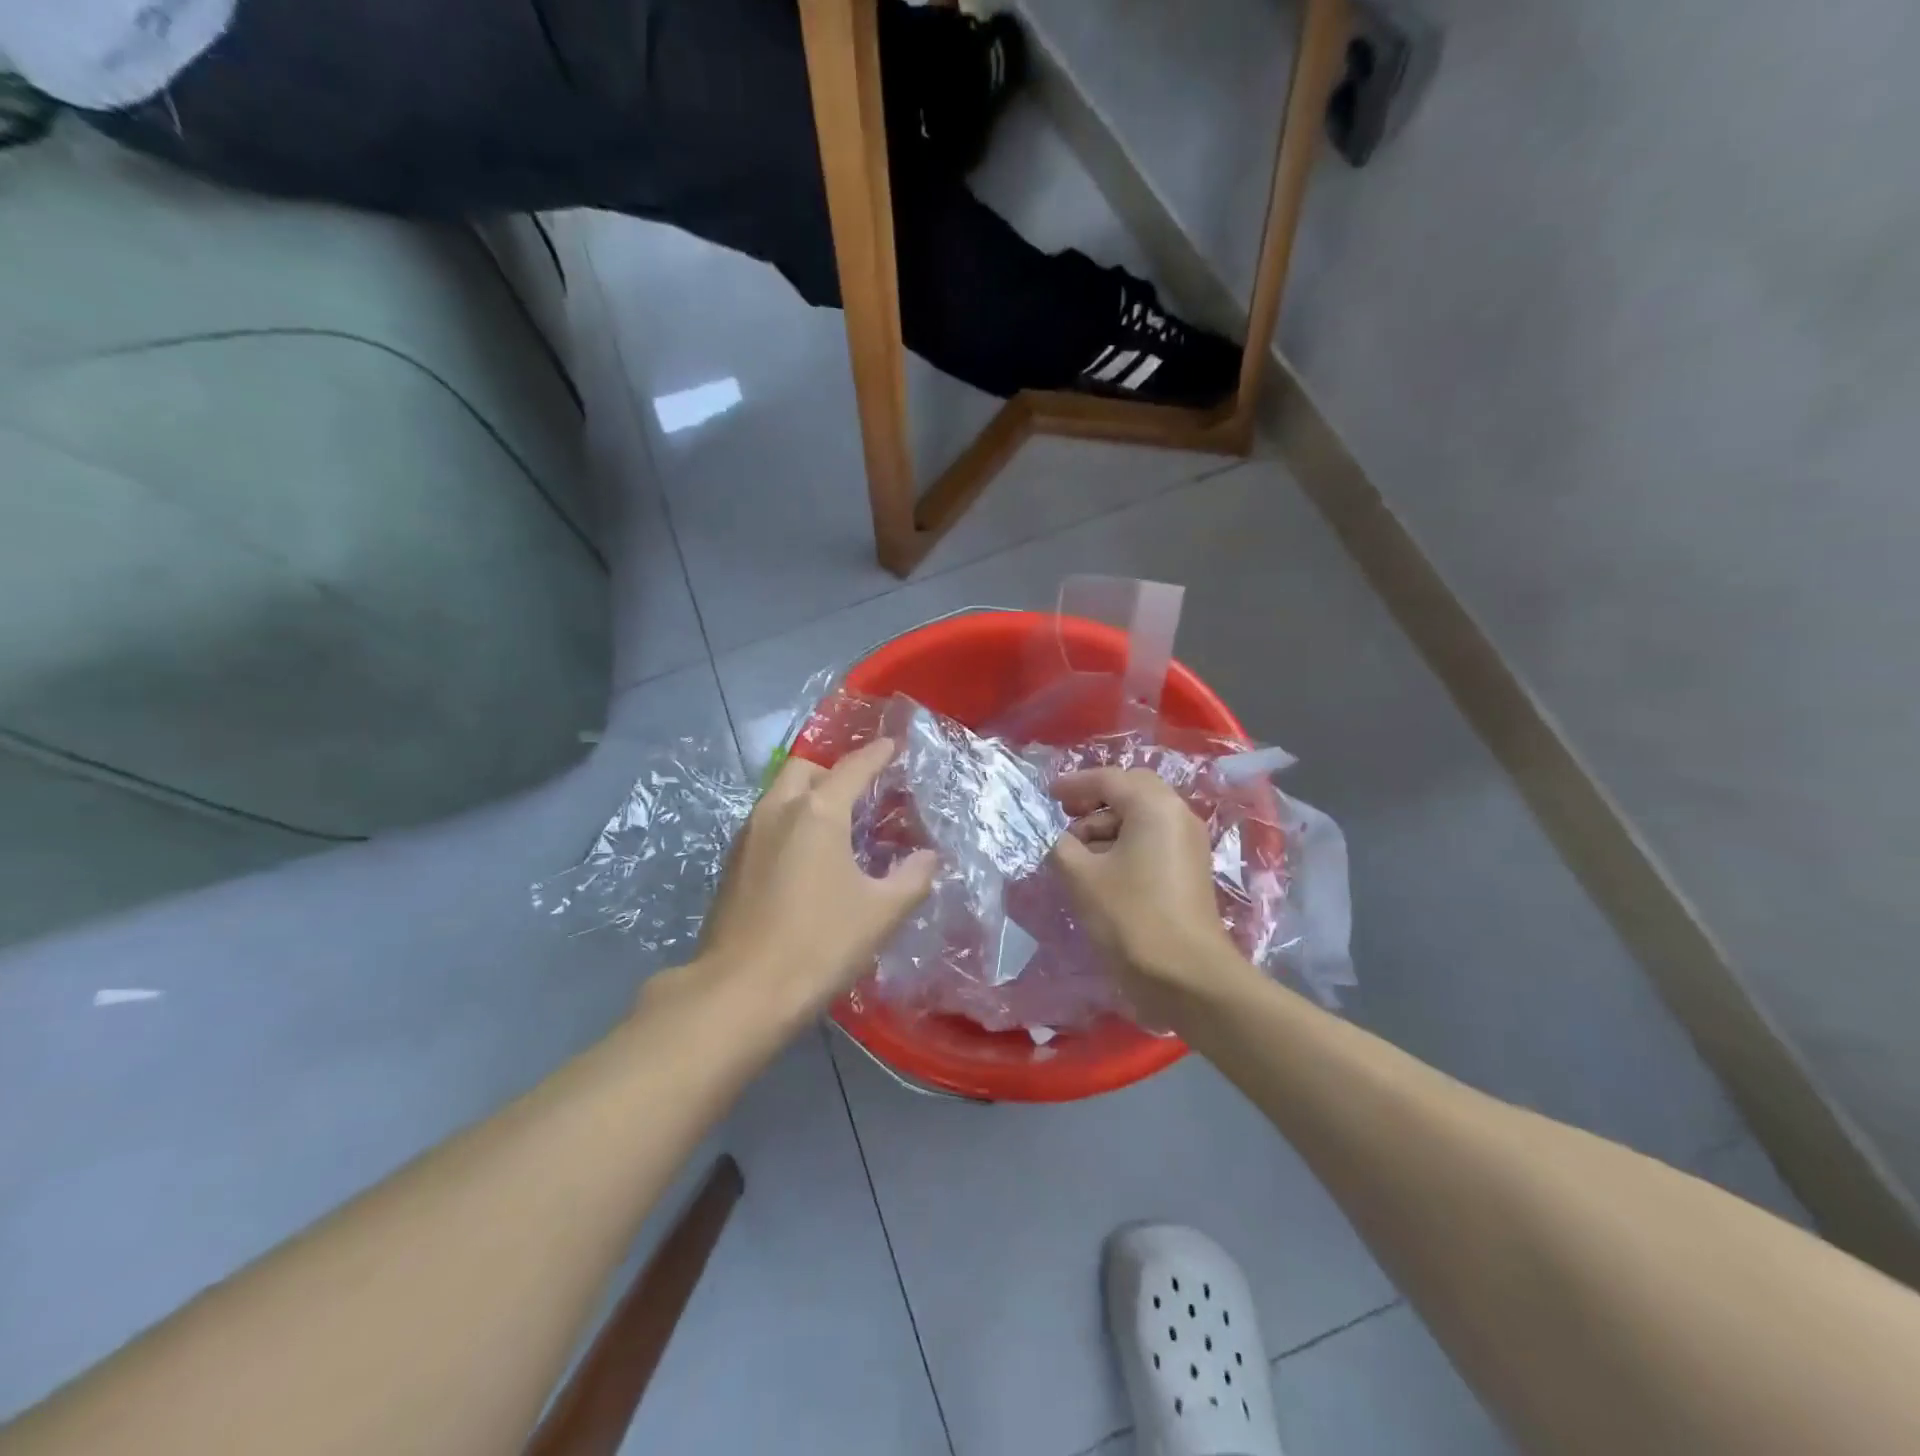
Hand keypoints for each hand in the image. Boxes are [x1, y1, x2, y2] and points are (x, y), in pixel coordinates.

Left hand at [679, 738, 936, 1029]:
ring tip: (836, 822)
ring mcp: (749, 836)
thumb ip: (912, 878)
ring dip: (809, 795)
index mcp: (818, 813)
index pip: (853, 767)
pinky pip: (767, 822)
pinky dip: (791, 821)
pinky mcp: (733, 863)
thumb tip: (928, 857)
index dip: (877, 754)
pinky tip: (807, 855)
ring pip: (781, 794)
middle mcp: (778, 811)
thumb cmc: (819, 944)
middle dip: (834, 770)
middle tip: (861, 792)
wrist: (740, 993)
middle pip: (806, 769)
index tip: (893, 745)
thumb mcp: (881, 913)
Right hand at [1049, 768, 1259, 1022]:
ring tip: (1076, 851)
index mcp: (1154, 806)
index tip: (1046, 795)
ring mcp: (1188, 842)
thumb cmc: (1131, 917)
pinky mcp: (1190, 868)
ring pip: (1142, 816)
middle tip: (1064, 816)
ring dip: (1107, 824)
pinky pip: (1152, 838)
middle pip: (1131, 791)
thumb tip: (1055, 837)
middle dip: (1094, 800)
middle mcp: (1177, 814)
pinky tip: (1100, 868)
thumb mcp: (1081, 877)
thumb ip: (1060, 845)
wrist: (1187, 976)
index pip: (1108, 779)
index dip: (1073, 785)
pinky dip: (1124, 842)